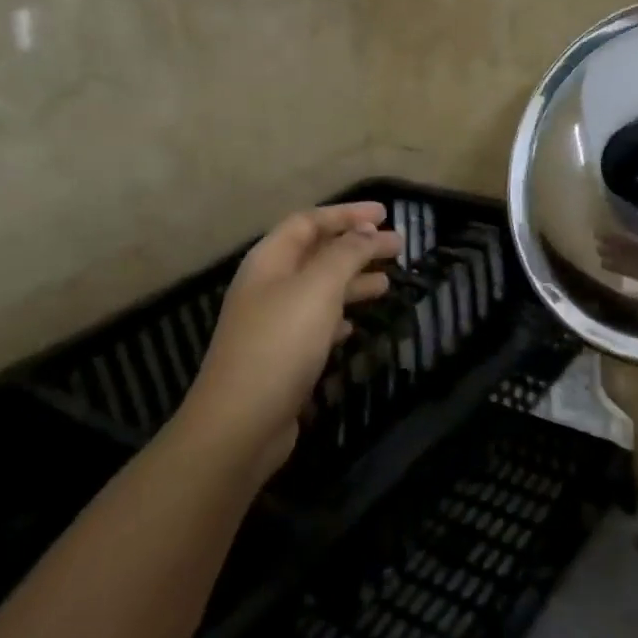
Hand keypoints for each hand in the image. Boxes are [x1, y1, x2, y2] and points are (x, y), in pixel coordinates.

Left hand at [176, 202, 399, 466]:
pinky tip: (355, 323)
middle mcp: (268, 286)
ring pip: (320, 288)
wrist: (240, 424)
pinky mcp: (281, 356)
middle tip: (397, 247)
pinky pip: (315, 322)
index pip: (309, 221)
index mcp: (269, 261)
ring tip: (387, 282)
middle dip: (357, 246)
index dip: (346, 214)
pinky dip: (339, 315)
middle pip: (316, 253)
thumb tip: (367, 231)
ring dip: (353, 280)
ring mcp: (272, 323)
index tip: (385, 215)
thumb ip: (346, 254)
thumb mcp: (318, 288)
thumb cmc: (280, 344)